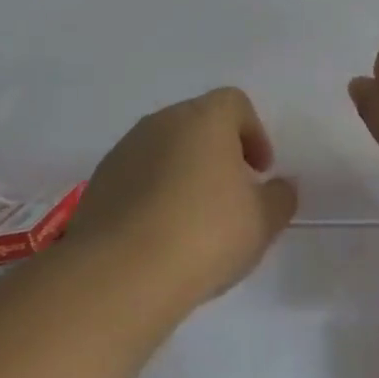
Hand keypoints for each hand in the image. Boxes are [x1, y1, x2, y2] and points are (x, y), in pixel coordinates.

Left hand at [68, 87, 297, 309]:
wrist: (120, 273)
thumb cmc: (204, 234)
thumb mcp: (261, 222)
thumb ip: (279, 198)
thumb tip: (279, 187)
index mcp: (205, 118)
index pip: (235, 103)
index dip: (253, 133)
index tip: (260, 172)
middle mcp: (162, 121)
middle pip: (198, 123)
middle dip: (218, 152)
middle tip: (230, 195)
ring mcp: (125, 149)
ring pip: (164, 149)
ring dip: (182, 172)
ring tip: (193, 220)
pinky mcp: (99, 182)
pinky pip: (137, 176)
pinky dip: (152, 194)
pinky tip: (159, 235)